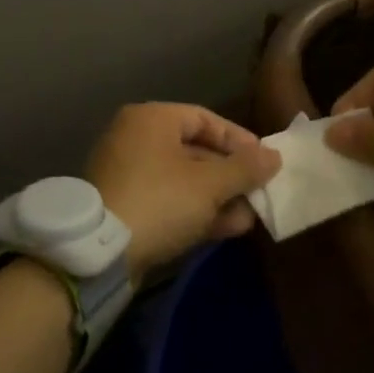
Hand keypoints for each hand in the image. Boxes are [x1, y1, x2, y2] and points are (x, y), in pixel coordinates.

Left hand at [86, 103, 280, 280]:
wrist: (99, 253)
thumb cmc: (160, 200)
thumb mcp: (210, 184)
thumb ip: (245, 168)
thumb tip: (275, 156)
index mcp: (152, 119)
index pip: (205, 119)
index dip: (238, 139)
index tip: (264, 161)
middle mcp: (136, 139)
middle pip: (195, 150)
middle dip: (231, 175)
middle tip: (259, 192)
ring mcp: (127, 174)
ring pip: (184, 180)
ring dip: (219, 197)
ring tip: (250, 216)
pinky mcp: (124, 206)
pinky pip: (168, 200)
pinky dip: (196, 210)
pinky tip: (228, 228)